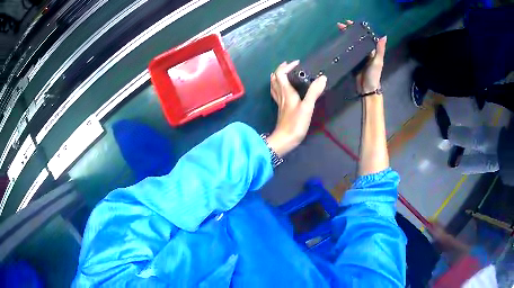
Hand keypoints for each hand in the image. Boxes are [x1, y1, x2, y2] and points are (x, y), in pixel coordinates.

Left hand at [267, 61, 326, 156]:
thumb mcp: (307, 107)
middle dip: (281, 70)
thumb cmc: (295, 124)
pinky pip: (277, 94)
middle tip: (290, 66)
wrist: (284, 140)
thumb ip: (314, 92)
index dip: (287, 66)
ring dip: (278, 78)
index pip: (280, 74)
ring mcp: (279, 103)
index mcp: (286, 92)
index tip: (297, 63)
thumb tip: (322, 78)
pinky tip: (284, 91)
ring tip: (286, 75)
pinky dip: (279, 87)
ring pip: (274, 86)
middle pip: (275, 78)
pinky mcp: (281, 110)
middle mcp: (281, 95)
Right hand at [338, 20, 386, 93]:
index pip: (364, 35)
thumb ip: (380, 49)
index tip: (349, 22)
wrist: (367, 89)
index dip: (357, 28)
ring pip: (351, 44)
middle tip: (339, 26)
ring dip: (345, 37)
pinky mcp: (352, 62)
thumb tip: (384, 36)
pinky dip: (343, 47)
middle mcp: (364, 51)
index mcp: (371, 50)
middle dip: (348, 31)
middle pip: (356, 38)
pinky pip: (347, 52)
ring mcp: (358, 57)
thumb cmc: (374, 75)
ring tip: (337, 31)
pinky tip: (337, 43)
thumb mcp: (378, 61)